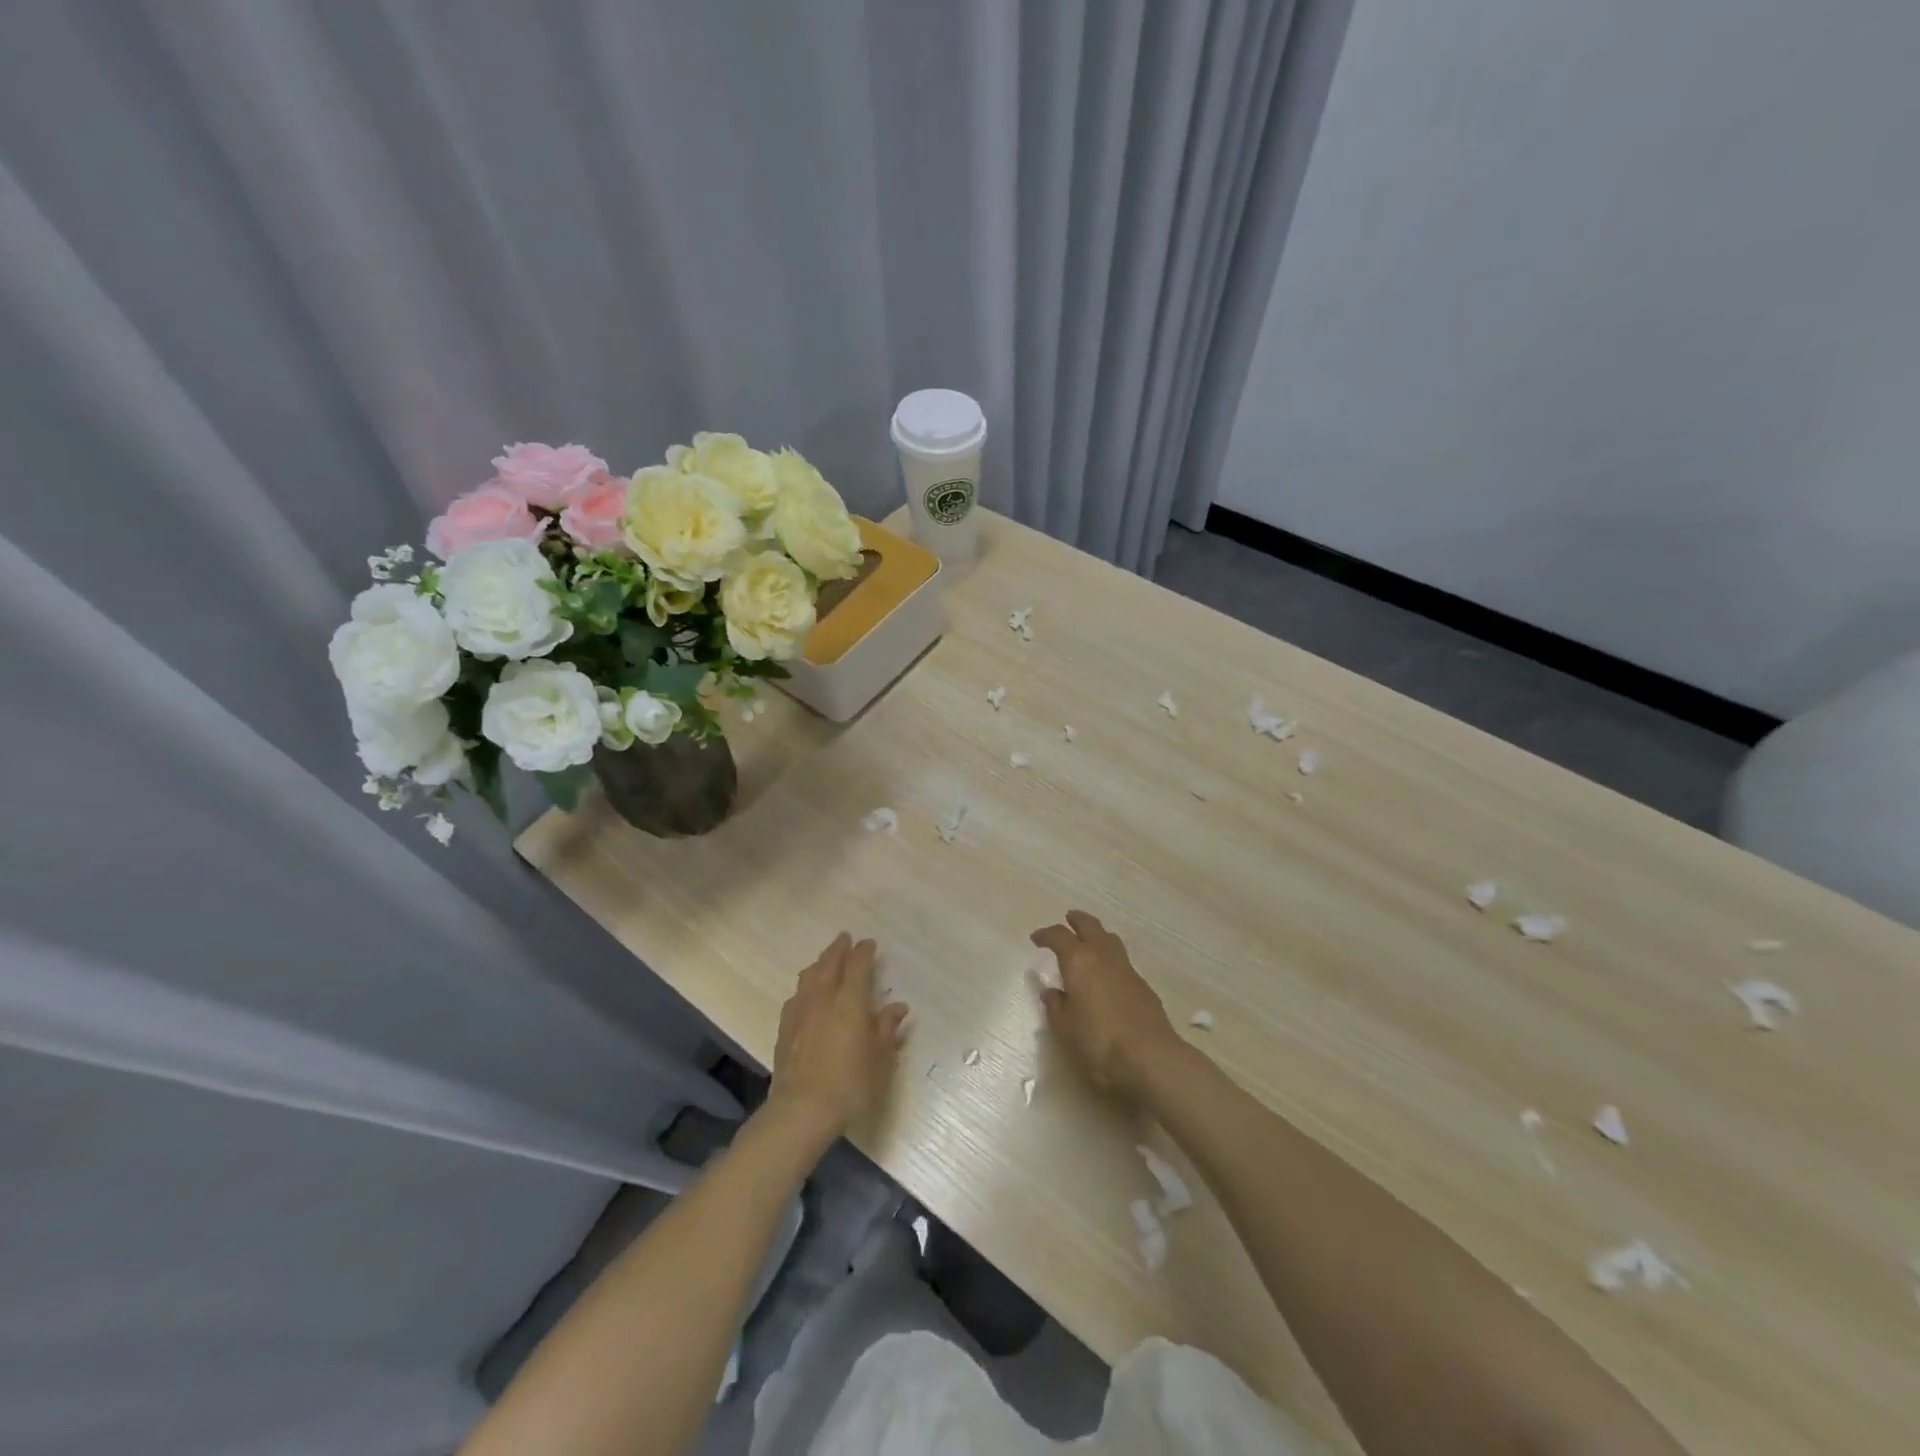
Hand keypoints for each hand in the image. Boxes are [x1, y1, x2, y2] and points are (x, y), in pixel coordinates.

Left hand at [769, 933, 909, 1137]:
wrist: (802, 1110)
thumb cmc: (851, 1084)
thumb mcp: (880, 1059)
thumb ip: (886, 1030)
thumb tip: (897, 1007)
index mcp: (850, 1002)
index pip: (857, 966)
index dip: (863, 952)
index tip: (869, 944)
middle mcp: (823, 999)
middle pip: (829, 964)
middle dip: (838, 949)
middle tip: (845, 938)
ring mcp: (800, 1013)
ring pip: (808, 977)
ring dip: (819, 964)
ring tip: (825, 961)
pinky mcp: (784, 1030)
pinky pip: (795, 997)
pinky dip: (805, 987)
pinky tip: (805, 994)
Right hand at [1031, 910, 1184, 1102]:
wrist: (1150, 1057)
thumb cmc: (1098, 1041)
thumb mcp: (1065, 1028)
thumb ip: (1056, 1007)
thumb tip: (1052, 993)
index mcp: (1079, 961)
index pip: (1059, 936)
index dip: (1046, 934)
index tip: (1036, 939)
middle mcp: (1103, 956)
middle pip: (1090, 926)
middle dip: (1078, 920)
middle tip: (1068, 918)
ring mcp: (1127, 969)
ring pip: (1110, 939)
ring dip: (1098, 935)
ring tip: (1089, 942)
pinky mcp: (1143, 986)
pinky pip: (1122, 961)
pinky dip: (1111, 959)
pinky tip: (1107, 975)